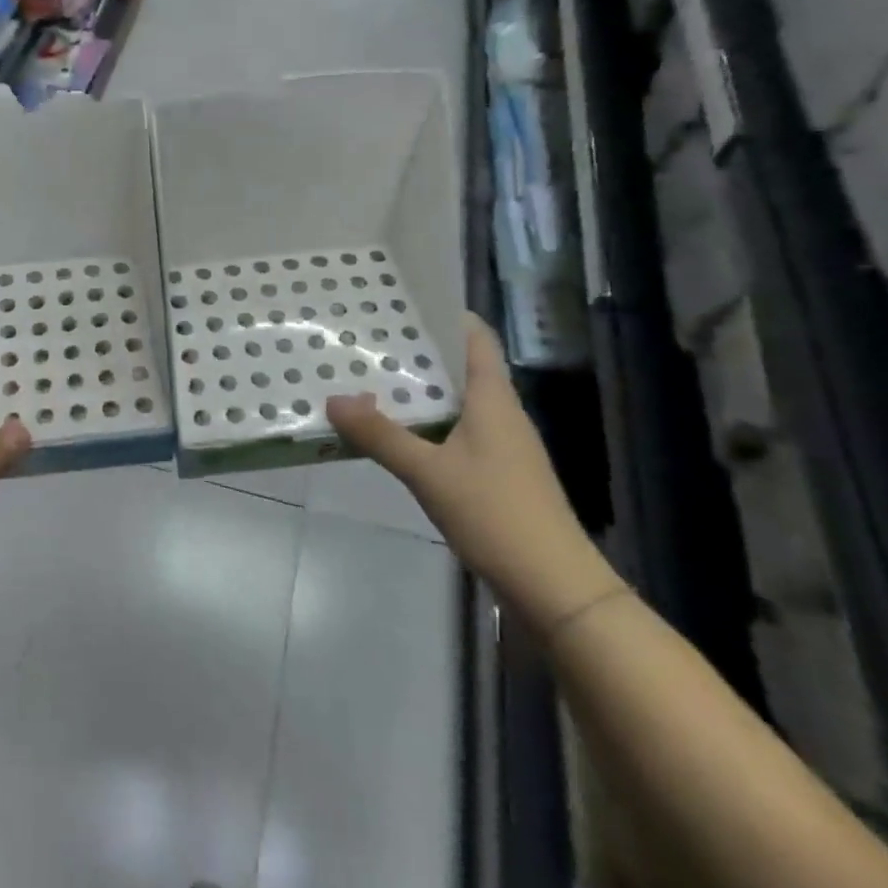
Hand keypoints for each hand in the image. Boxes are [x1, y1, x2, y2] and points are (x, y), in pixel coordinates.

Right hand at [326, 314, 619, 634]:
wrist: (553, 585)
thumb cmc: (495, 514)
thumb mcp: (429, 473)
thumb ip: (381, 436)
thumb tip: (334, 399)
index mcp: (494, 400)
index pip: (476, 338)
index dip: (446, 314)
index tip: (402, 302)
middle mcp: (501, 414)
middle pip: (461, 367)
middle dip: (419, 352)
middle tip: (369, 340)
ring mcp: (501, 446)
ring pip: (457, 402)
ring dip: (420, 391)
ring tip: (371, 380)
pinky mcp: (496, 475)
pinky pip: (456, 433)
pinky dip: (426, 424)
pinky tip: (396, 434)